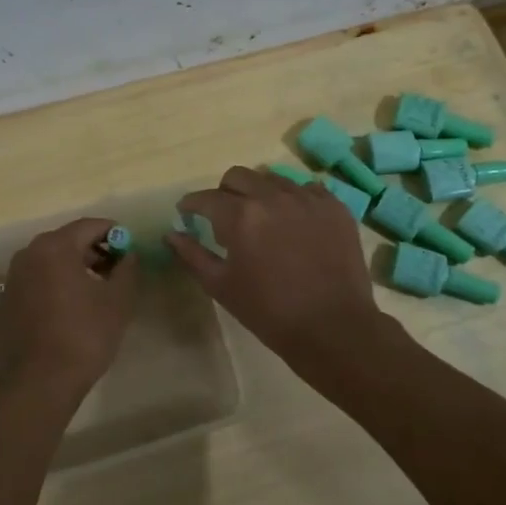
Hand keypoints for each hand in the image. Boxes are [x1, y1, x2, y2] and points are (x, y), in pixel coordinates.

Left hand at [0, 218, 138, 399]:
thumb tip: (128, 255)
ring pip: (51, 260)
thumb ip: (127, 269)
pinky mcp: (8, 300)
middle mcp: (29, 253)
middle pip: (68, 240)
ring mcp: (14, 277)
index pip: (89, 226)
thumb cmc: (83, 335)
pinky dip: (57, 283)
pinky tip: (73, 306)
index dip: (114, 232)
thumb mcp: (118, 301)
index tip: (130, 246)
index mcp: (55, 247)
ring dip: (76, 267)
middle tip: (117, 269)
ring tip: (98, 289)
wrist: (39, 382)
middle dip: (95, 250)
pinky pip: (39, 279)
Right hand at [168, 167, 381, 363]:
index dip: (191, 204)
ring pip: (272, 178)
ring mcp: (307, 198)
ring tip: (262, 218)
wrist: (333, 328)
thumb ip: (192, 255)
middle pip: (238, 176)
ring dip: (259, 193)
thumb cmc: (269, 312)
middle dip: (224, 192)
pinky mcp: (334, 206)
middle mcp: (272, 196)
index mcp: (240, 216)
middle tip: (224, 215)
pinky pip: (306, 188)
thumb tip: (171, 234)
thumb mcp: (221, 286)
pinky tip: (293, 221)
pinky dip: (293, 199)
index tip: (186, 212)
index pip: (206, 198)